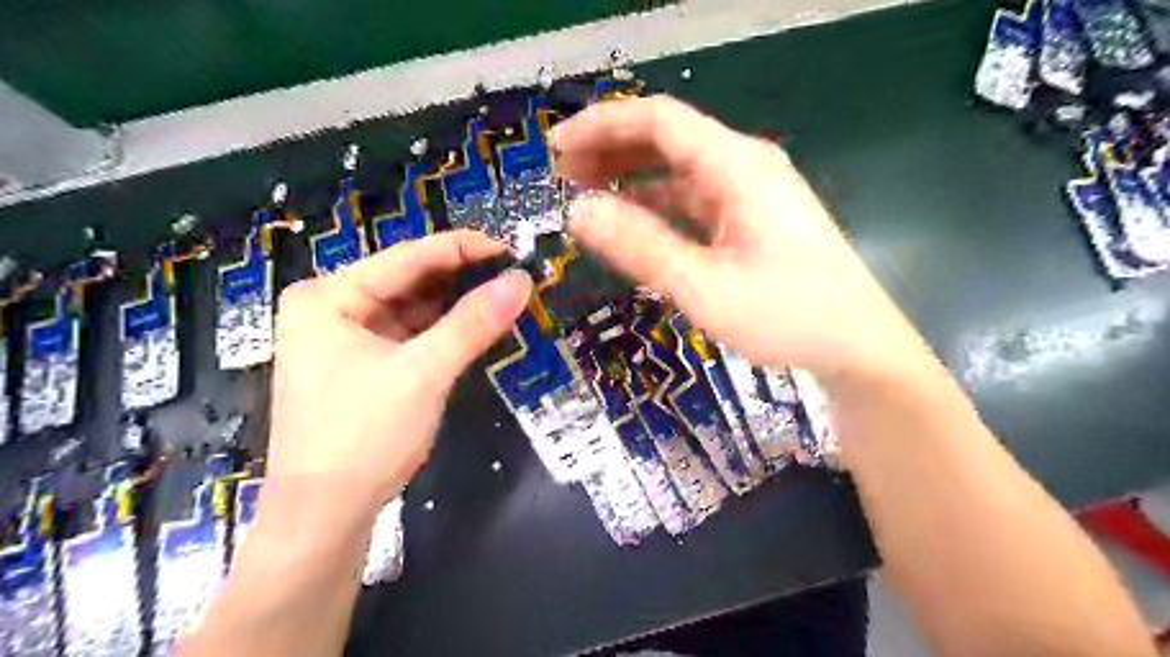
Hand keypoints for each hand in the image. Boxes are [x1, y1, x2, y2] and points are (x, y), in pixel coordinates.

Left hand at [267, 232, 534, 513]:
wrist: (324, 519)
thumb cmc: (362, 437)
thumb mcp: (423, 373)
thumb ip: (473, 322)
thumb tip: (522, 281)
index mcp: (329, 296)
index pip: (408, 257)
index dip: (463, 248)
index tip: (512, 249)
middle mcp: (332, 308)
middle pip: (409, 281)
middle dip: (462, 278)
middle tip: (515, 275)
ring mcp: (346, 339)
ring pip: (413, 309)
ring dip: (456, 305)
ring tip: (504, 296)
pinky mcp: (363, 366)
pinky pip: (410, 335)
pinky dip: (443, 332)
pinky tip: (475, 327)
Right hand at [553, 96, 928, 385]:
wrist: (857, 346)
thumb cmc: (788, 317)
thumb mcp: (705, 287)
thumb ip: (641, 247)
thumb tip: (578, 213)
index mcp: (738, 167)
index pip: (660, 120)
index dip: (603, 125)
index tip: (557, 147)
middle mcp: (744, 167)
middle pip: (668, 139)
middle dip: (611, 149)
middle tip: (563, 176)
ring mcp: (749, 194)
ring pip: (678, 170)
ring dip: (631, 177)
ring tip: (586, 194)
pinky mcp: (750, 219)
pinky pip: (693, 200)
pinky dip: (656, 205)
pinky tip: (632, 221)